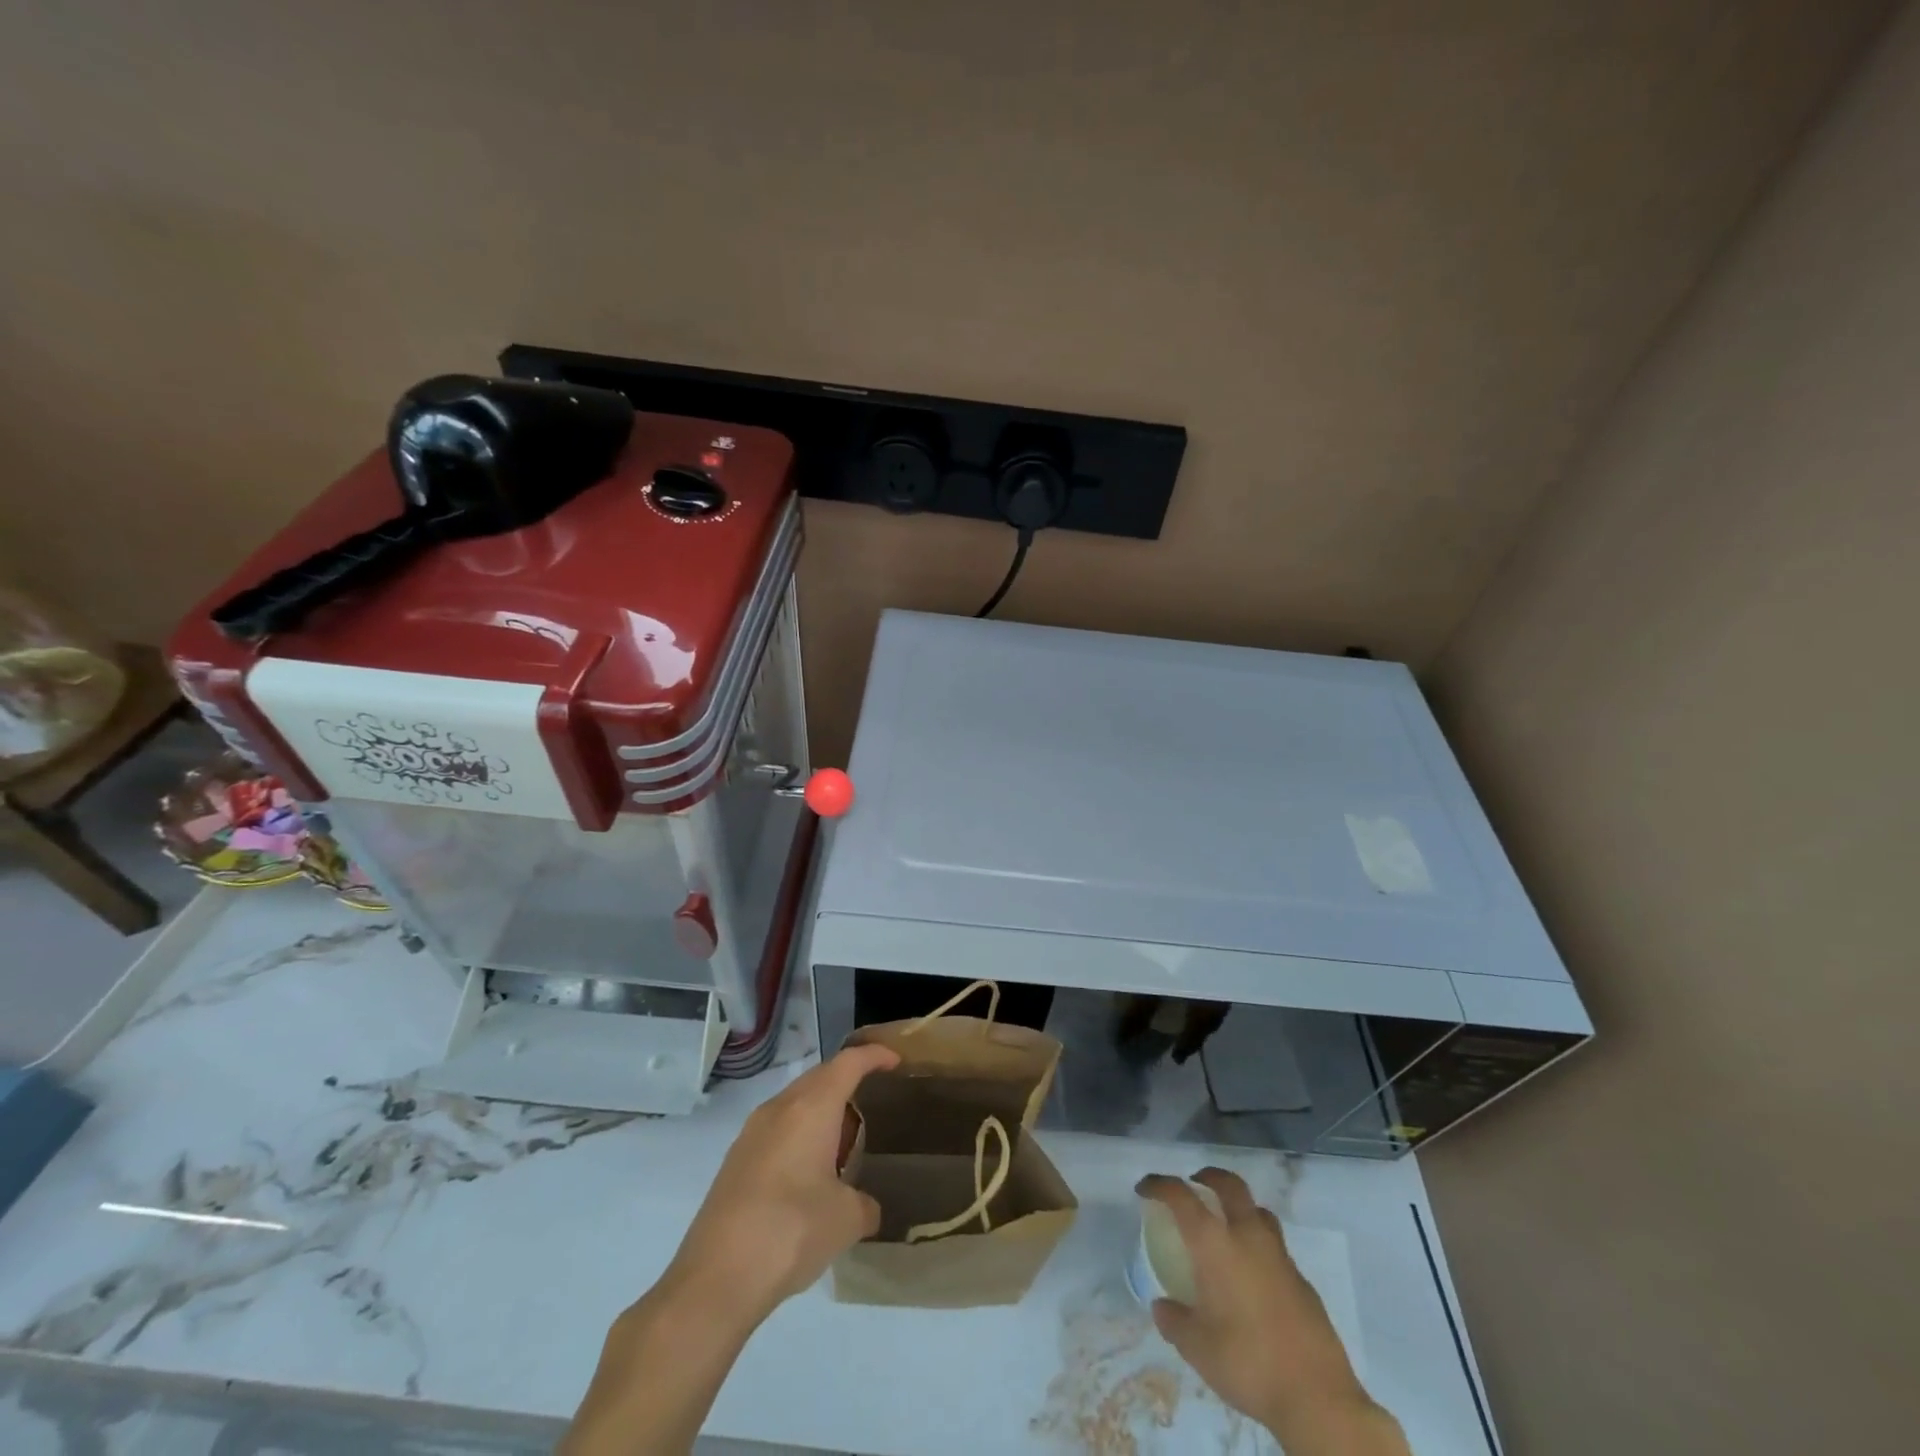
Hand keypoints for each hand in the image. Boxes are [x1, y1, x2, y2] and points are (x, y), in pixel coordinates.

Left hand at [666, 1042, 900, 1324]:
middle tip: (872, 1099)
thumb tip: (865, 1207)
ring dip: (820, 1110)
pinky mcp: (735, 1162)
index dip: (873, 1056)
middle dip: (846, 1080)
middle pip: (819, 1077)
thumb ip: (865, 1205)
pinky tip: (808, 1172)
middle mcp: (779, 1109)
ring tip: (842, 1140)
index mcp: (811, 1108)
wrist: (715, 1279)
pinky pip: (777, 1129)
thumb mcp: (846, 1220)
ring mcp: (751, 1134)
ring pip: (795, 1103)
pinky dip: (799, 1134)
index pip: (848, 1063)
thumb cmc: (791, 1231)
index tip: (894, 1059)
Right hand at [1136, 1168, 1406, 1454]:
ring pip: (1258, 1211)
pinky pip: (1274, 1247)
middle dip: (1208, 1177)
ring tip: (1225, 1227)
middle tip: (1194, 1185)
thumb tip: (1163, 1305)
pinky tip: (1252, 1276)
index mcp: (1215, 1244)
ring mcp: (1280, 1256)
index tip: (1145, 1189)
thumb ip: (1174, 1320)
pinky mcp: (1302, 1281)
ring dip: (1238, 1207)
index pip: (1181, 1196)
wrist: (1318, 1398)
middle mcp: (1248, 1237)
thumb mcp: (1196, 1348)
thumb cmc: (1248, 1363)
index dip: (1159, 1185)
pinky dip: (1258, 1245)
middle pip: (1229, 1185)